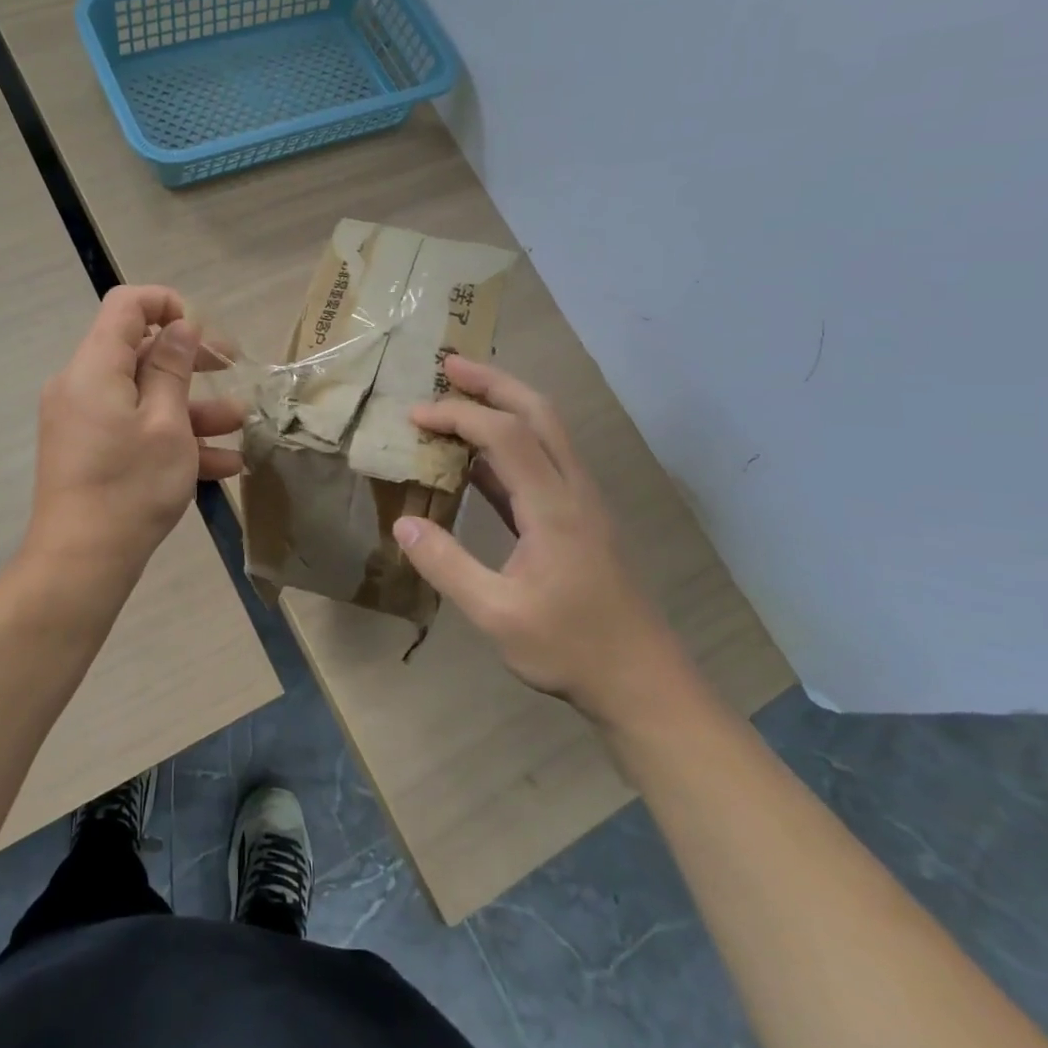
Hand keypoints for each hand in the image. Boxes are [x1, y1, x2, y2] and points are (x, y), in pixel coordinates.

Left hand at [21, 286, 244, 604]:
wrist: (81, 562)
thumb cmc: (130, 486)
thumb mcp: (166, 424)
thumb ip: (173, 367)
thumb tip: (180, 325)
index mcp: (95, 367)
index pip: (125, 305)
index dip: (166, 304)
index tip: (201, 330)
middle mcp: (82, 385)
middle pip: (139, 351)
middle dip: (190, 360)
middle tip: (233, 369)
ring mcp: (84, 420)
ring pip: (144, 396)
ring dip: (192, 406)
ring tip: (241, 423)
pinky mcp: (89, 450)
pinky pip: (133, 427)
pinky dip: (171, 436)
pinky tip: (223, 463)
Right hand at [393, 355, 690, 727]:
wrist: (644, 684)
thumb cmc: (572, 650)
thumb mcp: (497, 616)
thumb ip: (447, 566)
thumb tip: (403, 524)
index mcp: (555, 507)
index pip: (505, 435)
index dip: (458, 416)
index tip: (414, 417)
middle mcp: (573, 490)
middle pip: (538, 412)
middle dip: (492, 381)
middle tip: (448, 364)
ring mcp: (581, 502)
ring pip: (545, 431)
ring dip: (504, 404)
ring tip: (459, 395)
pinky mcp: (578, 518)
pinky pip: (541, 462)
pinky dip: (507, 444)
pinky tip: (476, 457)